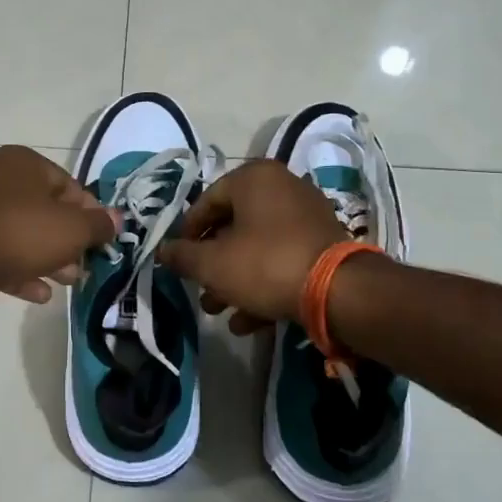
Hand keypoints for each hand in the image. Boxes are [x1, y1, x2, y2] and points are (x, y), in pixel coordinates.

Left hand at [0, 146, 117, 315]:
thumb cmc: (25, 232)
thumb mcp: (74, 228)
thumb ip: (98, 224)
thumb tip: (117, 219)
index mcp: (23, 164)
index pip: (69, 185)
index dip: (90, 214)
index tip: (103, 238)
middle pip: (46, 212)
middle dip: (69, 242)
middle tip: (85, 265)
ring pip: (25, 236)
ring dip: (49, 260)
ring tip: (69, 282)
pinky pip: (3, 255)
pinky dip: (23, 272)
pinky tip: (41, 294)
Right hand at [157, 160, 346, 332]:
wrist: (337, 291)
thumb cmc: (265, 264)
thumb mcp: (212, 264)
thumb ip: (182, 256)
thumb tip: (163, 250)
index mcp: (254, 179)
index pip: (207, 201)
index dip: (187, 234)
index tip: (178, 261)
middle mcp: (282, 188)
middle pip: (233, 227)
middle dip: (212, 265)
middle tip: (199, 291)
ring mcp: (306, 216)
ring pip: (257, 248)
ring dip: (234, 281)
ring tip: (218, 311)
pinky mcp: (323, 245)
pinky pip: (282, 260)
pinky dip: (263, 285)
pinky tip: (248, 322)